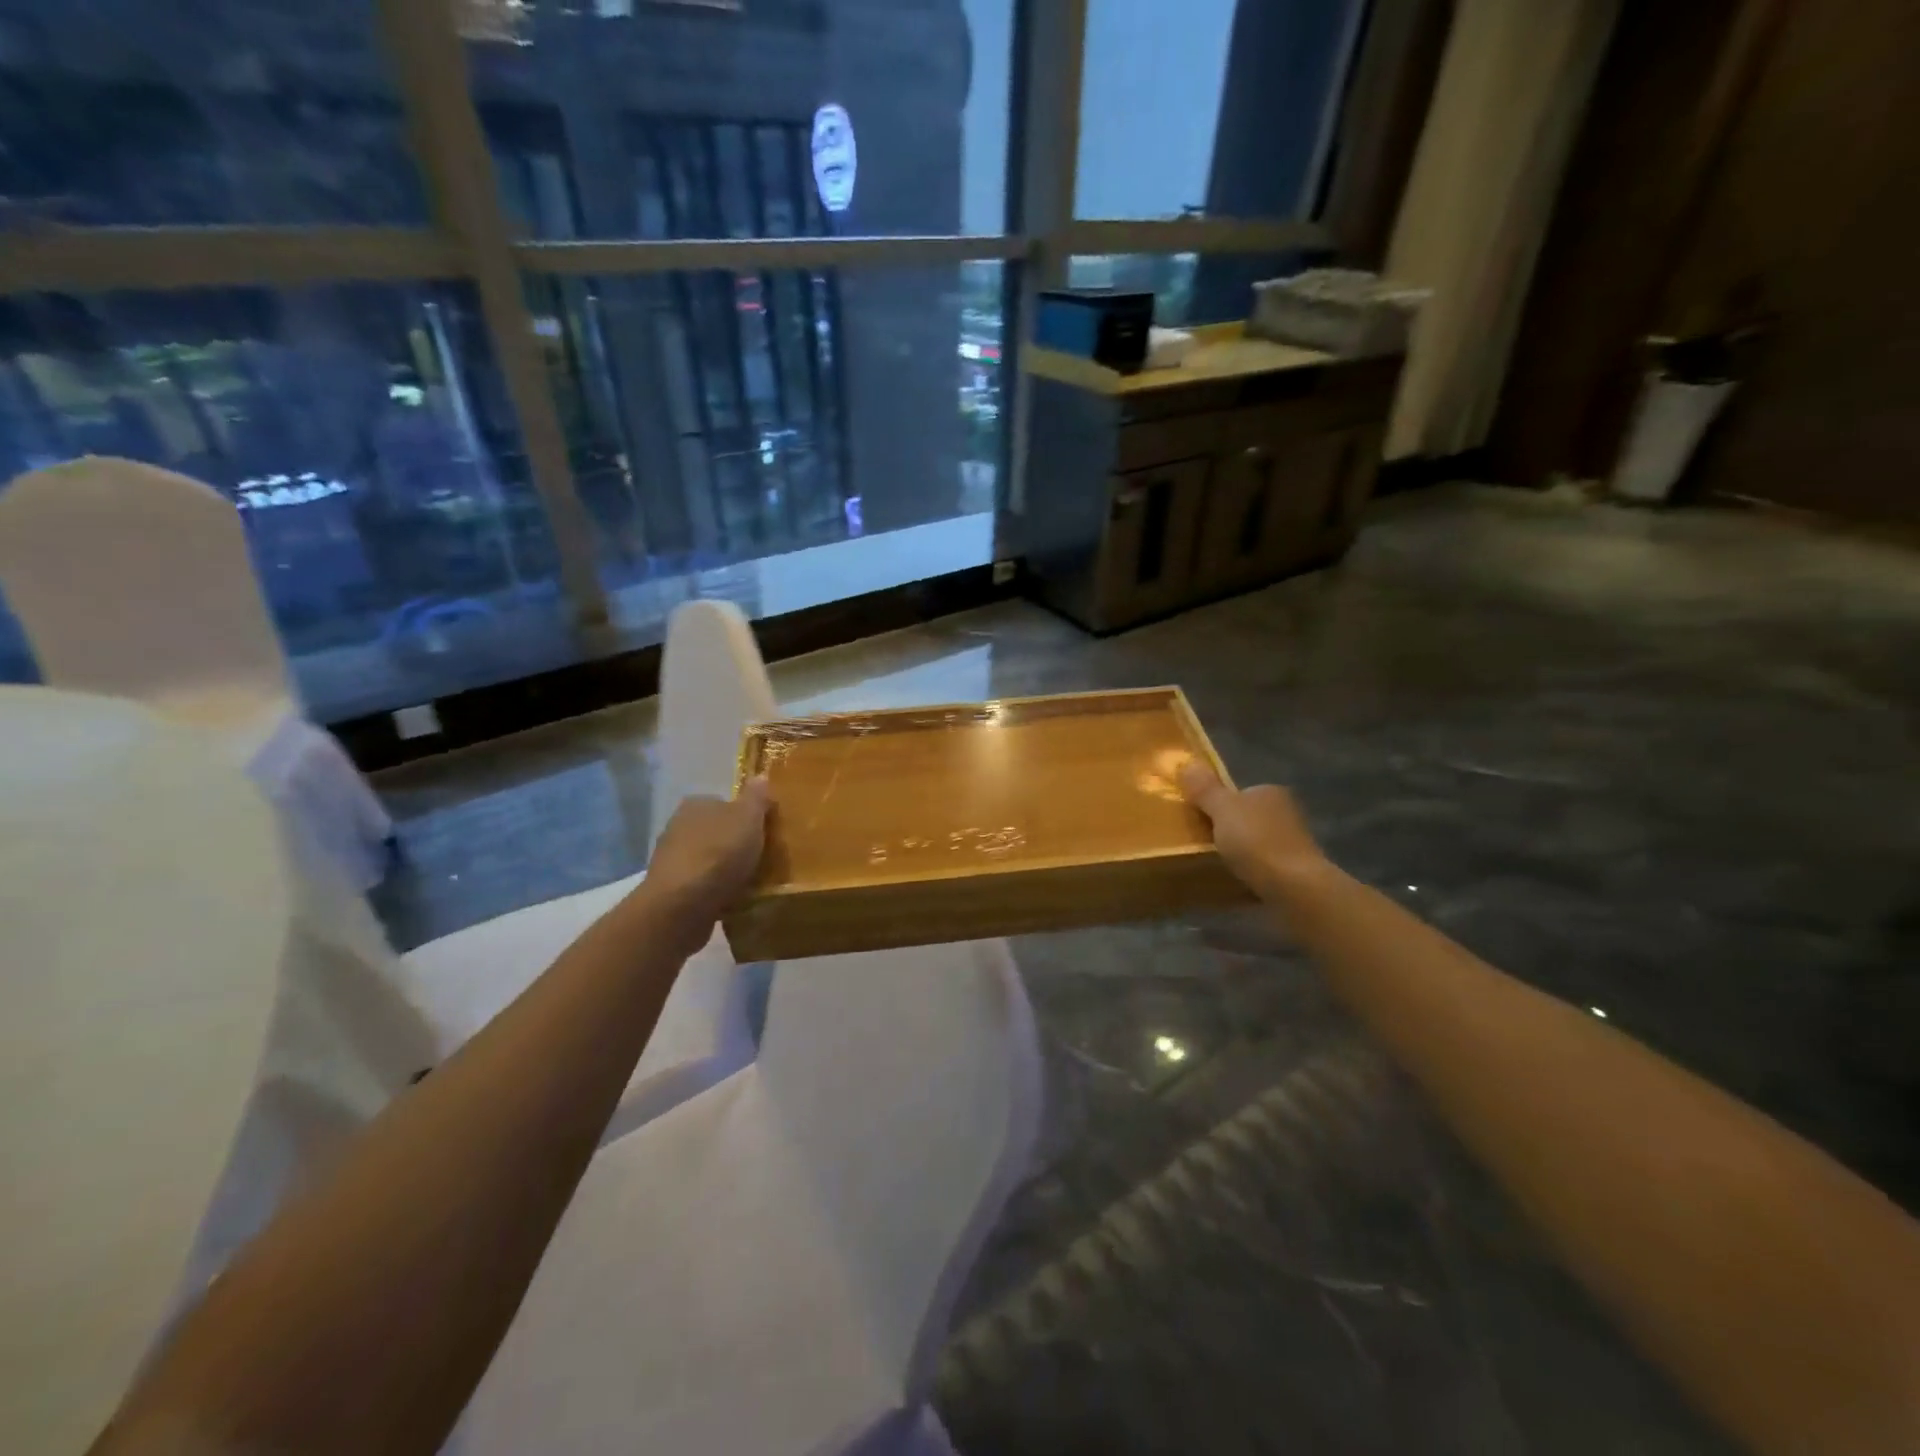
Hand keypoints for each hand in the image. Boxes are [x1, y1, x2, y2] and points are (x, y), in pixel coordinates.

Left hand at [643, 777, 770, 929]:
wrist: (681, 906)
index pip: (724, 803)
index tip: (764, 833)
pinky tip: (732, 900)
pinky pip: (702, 886)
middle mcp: (678, 827)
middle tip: (762, 859)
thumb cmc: (719, 854)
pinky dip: (716, 891)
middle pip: (716, 832)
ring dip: (726, 869)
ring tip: (751, 883)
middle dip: (735, 844)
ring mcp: (672, 861)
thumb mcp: (748, 818)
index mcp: (696, 804)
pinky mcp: (671, 891)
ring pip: (709, 859)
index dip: (746, 816)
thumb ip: (756, 798)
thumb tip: (760, 776)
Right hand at [1178, 763, 1328, 899]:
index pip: (1239, 792)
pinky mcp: (1298, 871)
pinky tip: (1239, 881)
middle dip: (1230, 829)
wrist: (1295, 888)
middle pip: (1248, 817)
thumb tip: (1187, 764)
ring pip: (1257, 842)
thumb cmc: (1256, 841)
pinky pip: (1265, 866)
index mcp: (1271, 792)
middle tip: (1203, 843)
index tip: (1200, 820)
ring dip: (1242, 852)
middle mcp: (1287, 812)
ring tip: (1218, 865)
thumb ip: (1204, 789)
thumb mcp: (1222, 809)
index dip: (1218, 804)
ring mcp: (1295, 843)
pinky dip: (1253, 871)